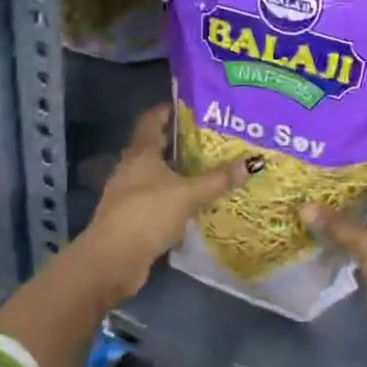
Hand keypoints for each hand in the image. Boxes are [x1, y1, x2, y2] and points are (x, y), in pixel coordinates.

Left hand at [77, 104, 253, 300]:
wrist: (112, 260)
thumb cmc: (148, 214)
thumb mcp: (188, 194)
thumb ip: (218, 180)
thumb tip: (253, 162)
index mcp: (140, 153)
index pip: (151, 120)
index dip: (168, 110)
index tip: (191, 106)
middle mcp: (130, 168)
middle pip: (154, 147)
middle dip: (179, 142)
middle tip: (210, 138)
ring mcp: (128, 194)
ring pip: (156, 174)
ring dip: (177, 172)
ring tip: (206, 169)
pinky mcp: (132, 217)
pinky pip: (156, 198)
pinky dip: (173, 196)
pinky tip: (193, 202)